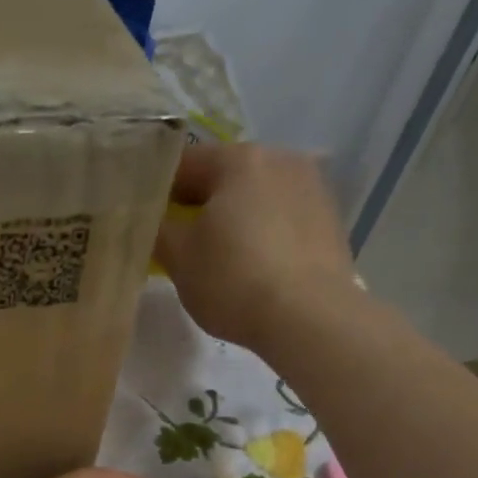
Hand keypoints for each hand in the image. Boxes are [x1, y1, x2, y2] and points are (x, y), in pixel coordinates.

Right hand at [156, 143, 363, 349]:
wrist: (310, 318)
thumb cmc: (234, 280)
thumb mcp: (179, 259)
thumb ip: (158, 229)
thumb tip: (152, 219)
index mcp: (239, 159)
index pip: (183, 163)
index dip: (157, 191)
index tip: (146, 221)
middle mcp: (280, 159)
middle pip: (224, 177)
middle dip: (200, 206)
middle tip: (180, 244)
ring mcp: (312, 187)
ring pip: (256, 198)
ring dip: (234, 219)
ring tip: (220, 259)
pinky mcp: (330, 220)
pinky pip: (282, 219)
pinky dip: (263, 235)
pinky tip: (255, 268)